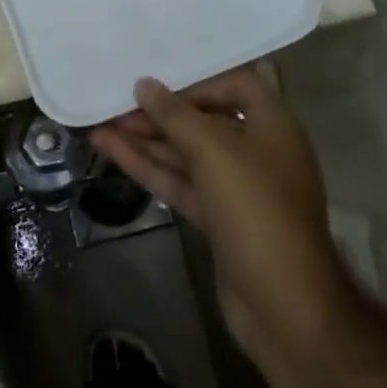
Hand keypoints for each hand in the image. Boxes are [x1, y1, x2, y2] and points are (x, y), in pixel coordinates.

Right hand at [91, 66, 354, 364]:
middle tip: (115, 104)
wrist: (285, 307)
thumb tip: (144, 84)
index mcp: (272, 124)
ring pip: (186, 153)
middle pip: (204, 119)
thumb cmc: (257, 210)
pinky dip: (149, 167)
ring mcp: (236, 187)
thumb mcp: (215, 152)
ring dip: (146, 139)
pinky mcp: (217, 218)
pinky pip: (180, 181)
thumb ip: (176, 116)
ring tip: (101, 124)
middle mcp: (256, 149)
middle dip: (160, 113)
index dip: (197, 80)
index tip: (158, 81)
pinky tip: (112, 151)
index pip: (235, 84)